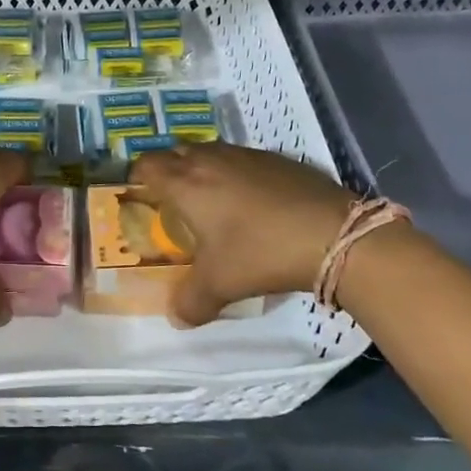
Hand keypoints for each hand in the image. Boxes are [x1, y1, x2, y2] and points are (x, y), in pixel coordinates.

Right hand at [129, 143, 357, 326]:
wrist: (333, 235)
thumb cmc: (261, 252)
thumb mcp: (220, 285)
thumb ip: (190, 302)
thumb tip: (175, 318)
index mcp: (186, 183)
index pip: (147, 165)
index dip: (137, 176)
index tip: (138, 195)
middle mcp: (210, 160)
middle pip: (175, 153)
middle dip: (167, 171)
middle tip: (170, 201)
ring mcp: (246, 155)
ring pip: (210, 152)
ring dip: (202, 169)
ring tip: (209, 199)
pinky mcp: (277, 159)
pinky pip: (241, 159)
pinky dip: (235, 173)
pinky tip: (251, 201)